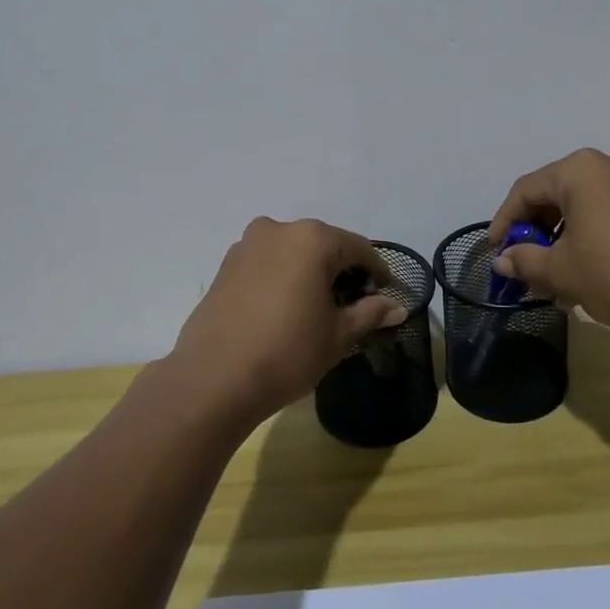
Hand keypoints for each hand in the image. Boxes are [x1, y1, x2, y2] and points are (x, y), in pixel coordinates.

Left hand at [168, 216, 407, 421]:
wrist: (212, 379)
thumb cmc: (287, 352)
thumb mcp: (338, 336)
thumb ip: (370, 313)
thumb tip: (397, 307)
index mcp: (313, 238)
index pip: (359, 249)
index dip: (378, 273)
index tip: (386, 296)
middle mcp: (279, 229)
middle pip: (324, 245)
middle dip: (341, 271)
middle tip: (352, 305)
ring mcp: (247, 245)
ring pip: (292, 252)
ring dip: (309, 272)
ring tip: (315, 308)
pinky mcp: (225, 265)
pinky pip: (266, 263)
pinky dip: (282, 277)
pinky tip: (283, 309)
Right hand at [488, 149, 609, 346]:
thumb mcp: (562, 270)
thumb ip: (525, 261)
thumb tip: (503, 261)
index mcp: (580, 169)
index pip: (525, 190)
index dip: (504, 222)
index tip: (496, 253)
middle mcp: (609, 164)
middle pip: (555, 196)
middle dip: (536, 234)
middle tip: (524, 268)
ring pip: (583, 207)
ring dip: (562, 241)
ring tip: (554, 280)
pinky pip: (609, 214)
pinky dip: (590, 238)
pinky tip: (585, 274)